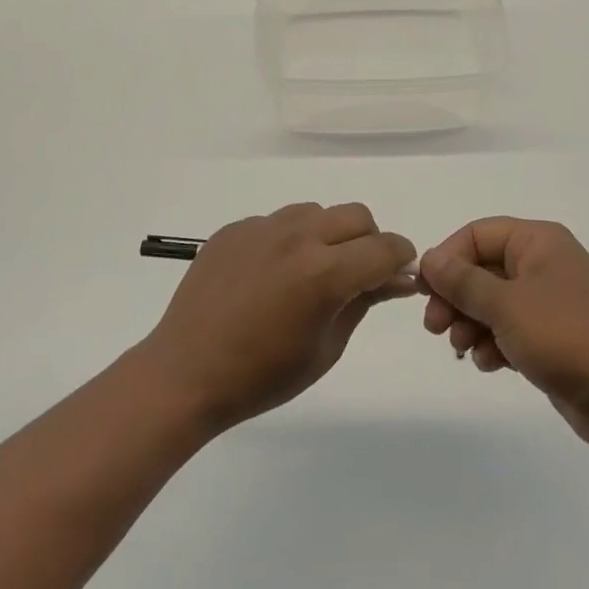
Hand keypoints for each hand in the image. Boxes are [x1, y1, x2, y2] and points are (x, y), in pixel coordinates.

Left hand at [140, 202, 416, 432]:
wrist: (186, 373)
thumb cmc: (262, 376)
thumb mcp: (326, 347)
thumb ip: (365, 301)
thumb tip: (398, 278)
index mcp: (324, 272)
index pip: (384, 248)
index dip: (401, 259)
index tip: (399, 275)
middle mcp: (296, 237)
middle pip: (356, 216)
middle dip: (369, 241)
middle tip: (358, 274)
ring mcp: (261, 228)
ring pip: (316, 212)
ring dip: (329, 234)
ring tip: (311, 271)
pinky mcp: (234, 229)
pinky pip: (276, 222)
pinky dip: (289, 240)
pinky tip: (271, 275)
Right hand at [420, 218, 588, 449]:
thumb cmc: (568, 337)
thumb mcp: (507, 305)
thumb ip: (463, 282)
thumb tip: (429, 258)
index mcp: (538, 242)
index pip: (477, 234)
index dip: (447, 258)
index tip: (424, 290)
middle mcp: (543, 265)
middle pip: (482, 269)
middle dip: (455, 297)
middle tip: (434, 327)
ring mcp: (549, 303)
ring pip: (492, 303)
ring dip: (470, 324)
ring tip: (461, 348)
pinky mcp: (552, 339)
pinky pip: (509, 331)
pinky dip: (492, 344)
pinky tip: (487, 364)